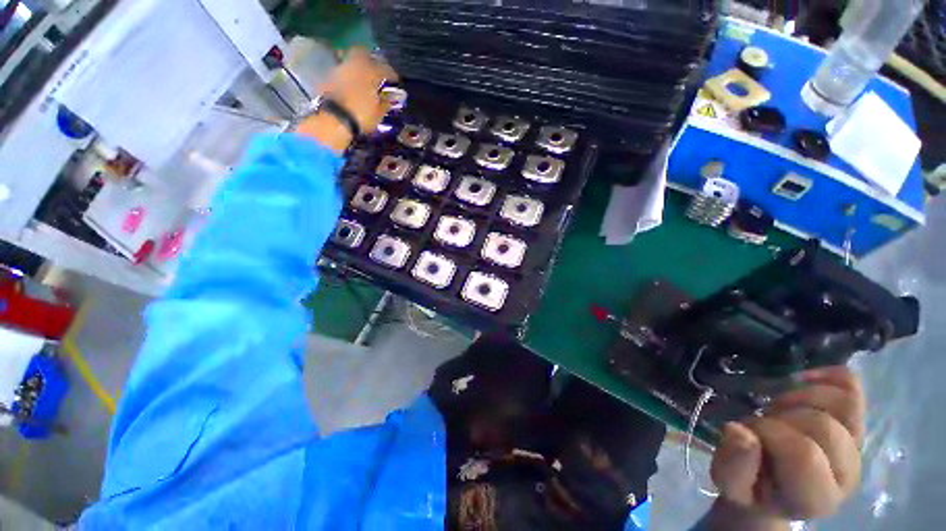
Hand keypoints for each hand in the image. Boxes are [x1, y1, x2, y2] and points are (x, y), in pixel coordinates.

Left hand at [297, 48, 397, 152]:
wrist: (334, 119)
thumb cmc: (361, 115)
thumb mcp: (378, 113)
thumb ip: (385, 104)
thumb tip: (388, 99)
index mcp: (370, 71)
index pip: (385, 68)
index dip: (392, 74)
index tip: (395, 81)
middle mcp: (354, 64)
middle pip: (363, 53)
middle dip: (370, 59)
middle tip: (376, 69)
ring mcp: (339, 68)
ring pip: (350, 61)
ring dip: (357, 68)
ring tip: (363, 79)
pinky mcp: (328, 76)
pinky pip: (342, 72)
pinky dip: (348, 77)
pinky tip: (351, 86)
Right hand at [709, 367, 864, 525]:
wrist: (776, 489)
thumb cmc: (750, 488)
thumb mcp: (730, 484)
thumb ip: (733, 465)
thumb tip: (738, 430)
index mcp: (817, 497)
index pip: (804, 454)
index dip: (769, 433)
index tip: (747, 433)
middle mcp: (848, 473)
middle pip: (823, 426)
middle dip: (781, 416)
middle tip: (762, 422)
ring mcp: (856, 445)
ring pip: (842, 401)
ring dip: (799, 396)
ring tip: (778, 408)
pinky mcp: (856, 421)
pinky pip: (851, 385)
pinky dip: (824, 374)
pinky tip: (799, 380)